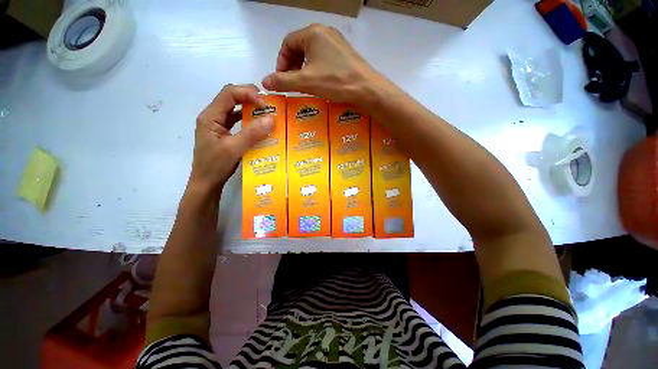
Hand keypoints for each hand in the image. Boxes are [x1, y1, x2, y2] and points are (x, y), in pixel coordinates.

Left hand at [190, 84, 273, 191]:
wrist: (206, 183)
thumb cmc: (215, 166)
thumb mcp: (234, 149)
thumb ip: (252, 133)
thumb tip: (271, 119)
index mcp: (210, 116)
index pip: (229, 93)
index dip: (248, 94)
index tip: (265, 105)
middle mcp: (213, 116)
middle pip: (232, 97)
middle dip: (250, 98)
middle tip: (268, 105)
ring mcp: (218, 125)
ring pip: (235, 108)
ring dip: (250, 108)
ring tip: (266, 114)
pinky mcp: (223, 133)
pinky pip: (237, 120)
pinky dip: (249, 120)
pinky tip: (259, 126)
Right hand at [262, 24, 384, 105]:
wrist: (365, 88)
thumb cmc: (334, 81)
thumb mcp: (306, 82)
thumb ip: (283, 81)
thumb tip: (264, 81)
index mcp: (312, 33)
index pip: (288, 43)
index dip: (281, 62)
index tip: (282, 79)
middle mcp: (324, 32)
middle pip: (300, 47)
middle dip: (293, 66)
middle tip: (293, 83)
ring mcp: (336, 42)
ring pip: (312, 53)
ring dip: (304, 68)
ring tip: (305, 84)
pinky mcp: (344, 53)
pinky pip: (324, 58)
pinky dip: (316, 69)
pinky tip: (319, 81)